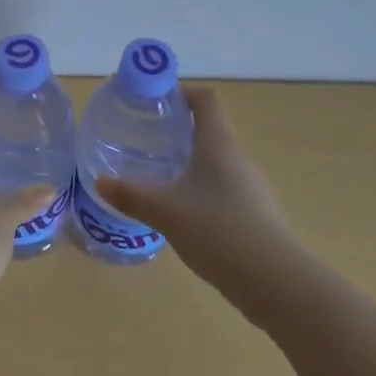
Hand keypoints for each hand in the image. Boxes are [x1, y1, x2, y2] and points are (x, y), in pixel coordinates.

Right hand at [95, 85, 299, 310]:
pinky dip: (202, 191)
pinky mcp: (256, 215)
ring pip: (216, 162)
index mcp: (218, 144)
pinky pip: (224, 189)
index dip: (182, 93)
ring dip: (190, 162)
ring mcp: (251, 187)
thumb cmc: (218, 231)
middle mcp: (238, 158)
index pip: (205, 99)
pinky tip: (184, 214)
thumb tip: (100, 182)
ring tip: (160, 177)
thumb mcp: (166, 212)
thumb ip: (132, 196)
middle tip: (147, 140)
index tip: (155, 102)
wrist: (276, 283)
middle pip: (210, 129)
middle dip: (179, 130)